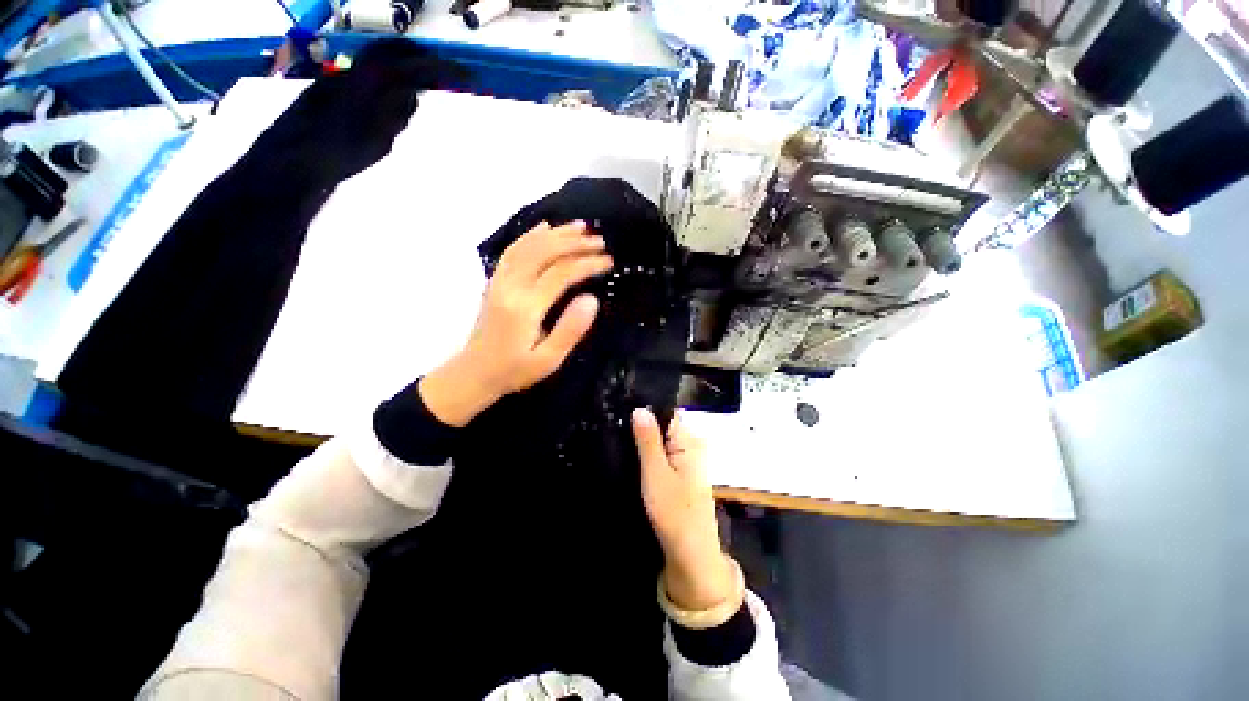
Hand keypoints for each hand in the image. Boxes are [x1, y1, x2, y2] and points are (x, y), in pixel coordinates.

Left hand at [419, 220, 611, 426]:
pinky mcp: (495, 281)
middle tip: (600, 242)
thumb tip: (592, 299)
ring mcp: (499, 280)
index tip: (608, 262)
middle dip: (575, 243)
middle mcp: (510, 286)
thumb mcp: (548, 359)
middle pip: (544, 251)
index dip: (587, 263)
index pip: (561, 273)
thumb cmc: (515, 370)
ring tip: (581, 226)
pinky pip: (513, 250)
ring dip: (556, 234)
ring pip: (528, 246)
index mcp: (526, 306)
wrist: (475, 373)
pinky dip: (531, 235)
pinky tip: (545, 227)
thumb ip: (570, 330)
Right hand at [633, 408, 735, 610]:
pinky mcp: (680, 474)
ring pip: (661, 441)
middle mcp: (691, 445)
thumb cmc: (674, 512)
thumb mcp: (655, 473)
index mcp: (689, 440)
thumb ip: (648, 440)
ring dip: (643, 441)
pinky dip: (649, 454)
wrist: (690, 553)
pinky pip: (662, 454)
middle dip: (642, 426)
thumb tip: (640, 408)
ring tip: (619, 439)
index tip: (623, 408)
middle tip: (616, 426)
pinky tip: (632, 456)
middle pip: (663, 425)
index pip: (667, 412)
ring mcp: (686, 460)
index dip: (646, 409)